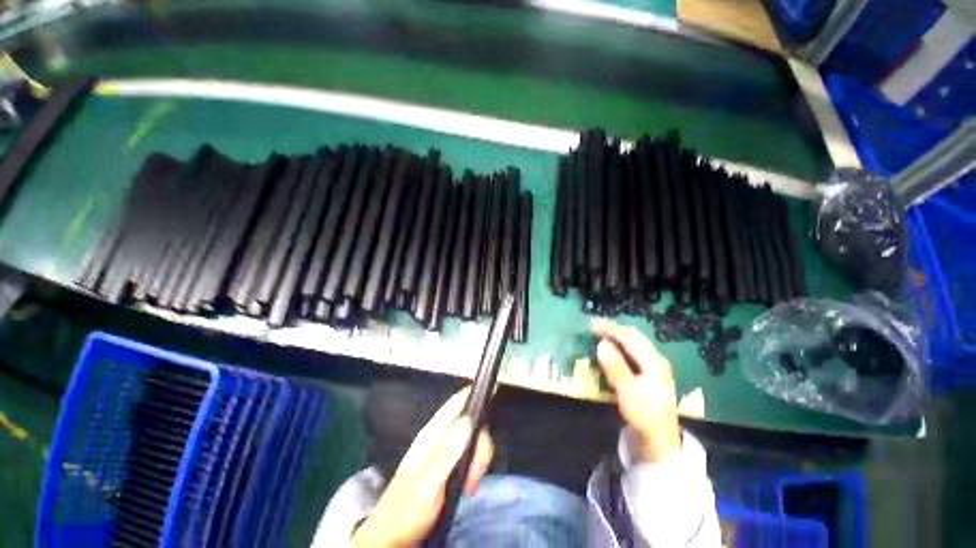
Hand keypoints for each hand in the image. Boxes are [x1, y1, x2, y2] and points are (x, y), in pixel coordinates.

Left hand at [353, 388, 494, 547]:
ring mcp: (442, 452)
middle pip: (469, 422)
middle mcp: (437, 438)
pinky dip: (474, 466)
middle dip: (480, 443)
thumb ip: (447, 452)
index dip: (474, 395)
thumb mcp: (427, 483)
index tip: (491, 396)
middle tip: (477, 472)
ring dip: (478, 459)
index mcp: (431, 435)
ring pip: (470, 439)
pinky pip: (467, 455)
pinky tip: (469, 484)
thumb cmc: (406, 512)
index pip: (456, 403)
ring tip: (472, 483)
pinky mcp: (446, 466)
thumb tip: (468, 420)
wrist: (392, 538)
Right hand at [591, 320, 681, 463]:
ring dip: (616, 336)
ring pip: (634, 342)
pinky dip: (620, 346)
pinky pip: (633, 351)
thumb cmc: (643, 413)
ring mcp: (654, 365)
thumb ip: (615, 366)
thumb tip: (601, 344)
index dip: (609, 329)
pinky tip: (612, 350)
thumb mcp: (626, 391)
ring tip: (600, 335)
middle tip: (594, 328)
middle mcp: (655, 359)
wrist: (660, 437)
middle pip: (633, 336)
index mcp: (653, 361)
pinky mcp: (650, 372)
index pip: (628, 337)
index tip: (591, 326)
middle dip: (613, 329)